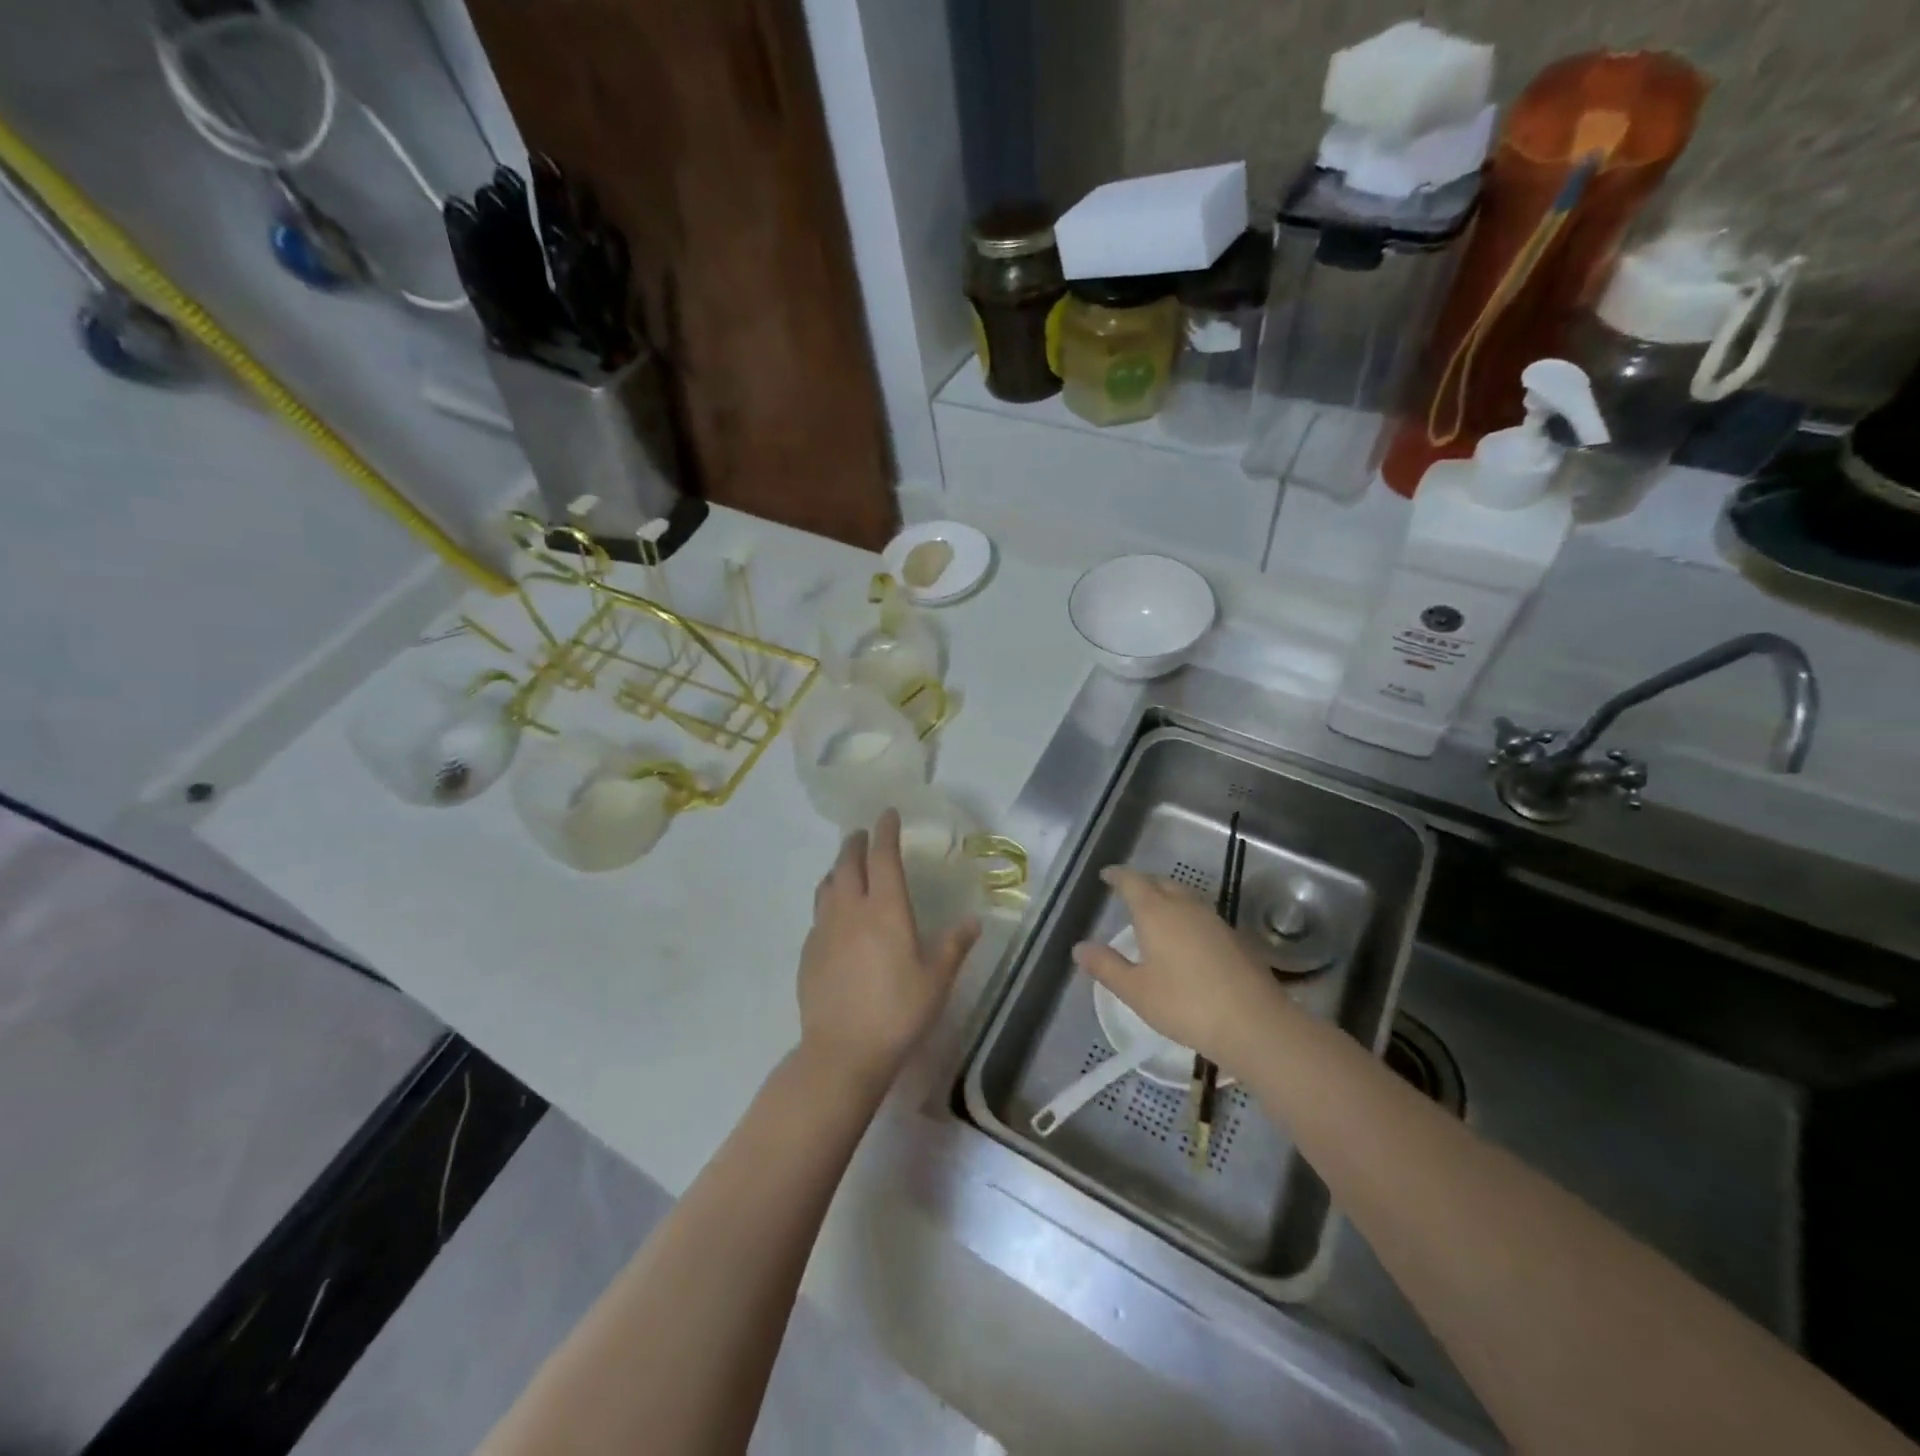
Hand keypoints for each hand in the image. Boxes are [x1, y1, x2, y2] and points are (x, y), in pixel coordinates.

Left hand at [797, 809, 979, 1092]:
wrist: (842, 1051)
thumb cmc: (898, 1012)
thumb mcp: (936, 980)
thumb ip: (953, 946)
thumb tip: (972, 921)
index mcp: (885, 909)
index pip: (883, 857)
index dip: (886, 831)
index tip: (887, 814)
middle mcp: (851, 910)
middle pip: (849, 863)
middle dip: (857, 843)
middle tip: (864, 834)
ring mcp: (824, 929)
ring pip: (827, 885)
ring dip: (838, 868)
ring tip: (846, 867)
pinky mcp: (808, 951)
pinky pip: (818, 912)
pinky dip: (828, 899)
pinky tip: (835, 915)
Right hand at [1072, 867, 1290, 1076]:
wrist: (1254, 1023)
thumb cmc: (1185, 1004)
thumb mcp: (1136, 990)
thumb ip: (1106, 966)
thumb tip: (1079, 948)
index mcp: (1156, 912)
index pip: (1132, 881)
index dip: (1118, 876)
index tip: (1106, 875)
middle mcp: (1185, 906)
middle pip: (1160, 883)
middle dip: (1142, 883)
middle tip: (1128, 892)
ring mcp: (1213, 920)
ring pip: (1184, 896)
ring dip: (1166, 897)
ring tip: (1154, 911)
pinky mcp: (1233, 937)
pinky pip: (1200, 914)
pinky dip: (1185, 915)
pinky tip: (1185, 937)